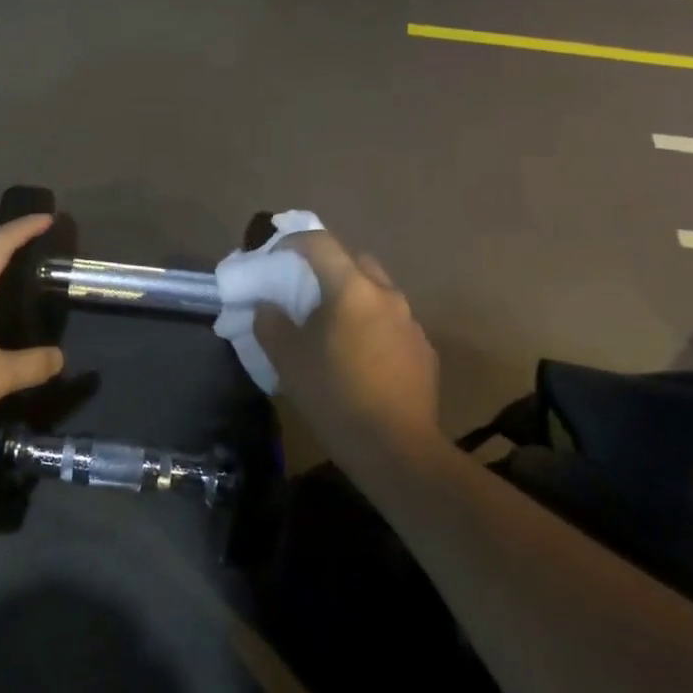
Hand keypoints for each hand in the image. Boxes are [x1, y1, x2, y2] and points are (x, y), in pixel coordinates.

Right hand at [255, 230, 440, 443]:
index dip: (292, 242)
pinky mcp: (424, 350)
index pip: (320, 242)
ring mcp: (411, 322)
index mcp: (352, 288)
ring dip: (352, 298)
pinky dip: (371, 326)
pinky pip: (392, 323)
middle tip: (304, 291)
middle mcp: (387, 295)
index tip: (274, 256)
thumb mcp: (287, 358)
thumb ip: (270, 322)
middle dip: (327, 268)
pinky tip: (359, 358)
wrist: (397, 449)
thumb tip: (268, 306)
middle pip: (354, 261)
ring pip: (376, 292)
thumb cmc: (334, 395)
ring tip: (331, 328)